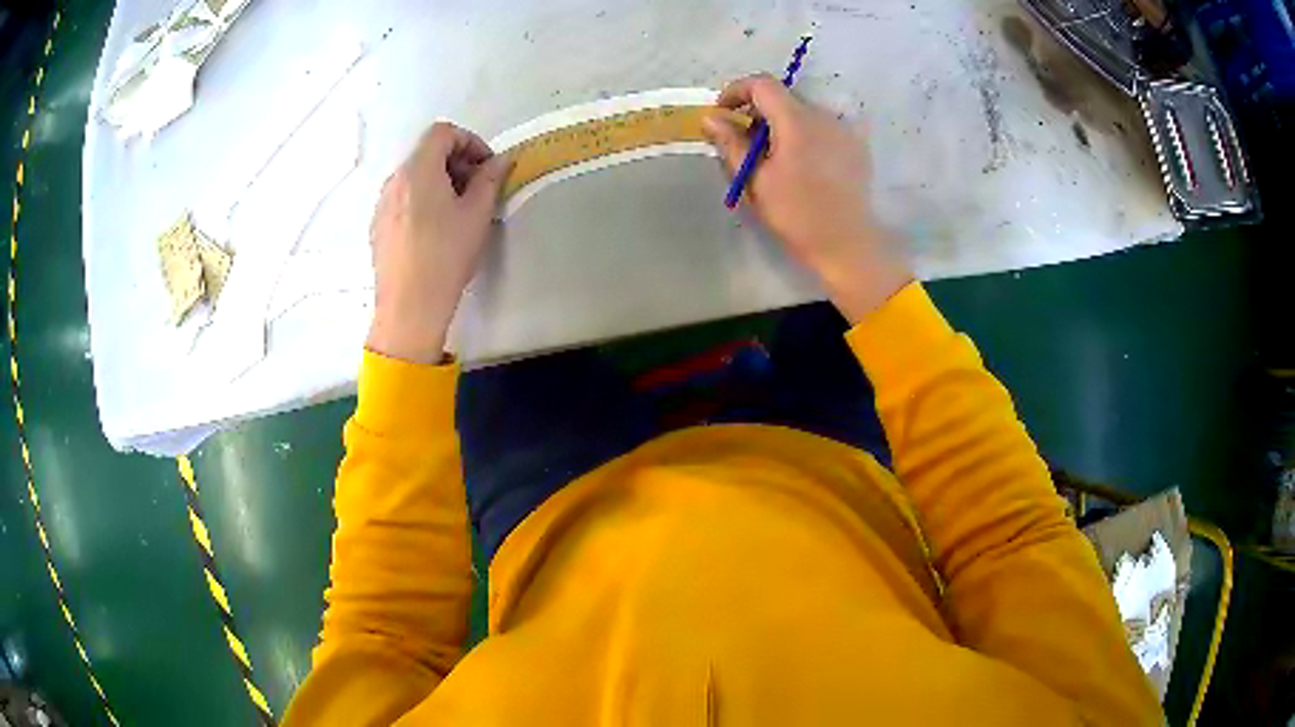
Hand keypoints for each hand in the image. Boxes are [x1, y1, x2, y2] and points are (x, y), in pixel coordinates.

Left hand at [366, 122, 511, 363]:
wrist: (409, 306)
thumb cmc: (446, 255)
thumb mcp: (477, 214)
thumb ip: (490, 179)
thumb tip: (500, 161)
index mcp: (418, 169)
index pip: (442, 132)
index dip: (470, 142)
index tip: (486, 167)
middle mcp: (394, 179)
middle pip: (426, 153)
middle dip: (456, 162)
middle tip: (477, 189)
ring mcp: (381, 203)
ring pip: (414, 177)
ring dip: (439, 182)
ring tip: (457, 212)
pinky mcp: (377, 226)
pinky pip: (402, 199)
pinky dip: (422, 200)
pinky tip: (434, 231)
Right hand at [703, 74, 912, 323]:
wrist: (847, 244)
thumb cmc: (796, 215)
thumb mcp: (755, 180)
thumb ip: (731, 143)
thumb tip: (711, 117)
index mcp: (797, 121)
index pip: (762, 84)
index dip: (736, 91)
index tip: (723, 112)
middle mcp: (824, 116)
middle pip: (783, 97)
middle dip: (758, 110)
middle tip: (743, 140)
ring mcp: (844, 129)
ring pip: (803, 111)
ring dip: (781, 123)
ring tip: (772, 156)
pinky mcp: (856, 145)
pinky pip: (823, 126)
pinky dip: (804, 133)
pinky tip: (801, 162)